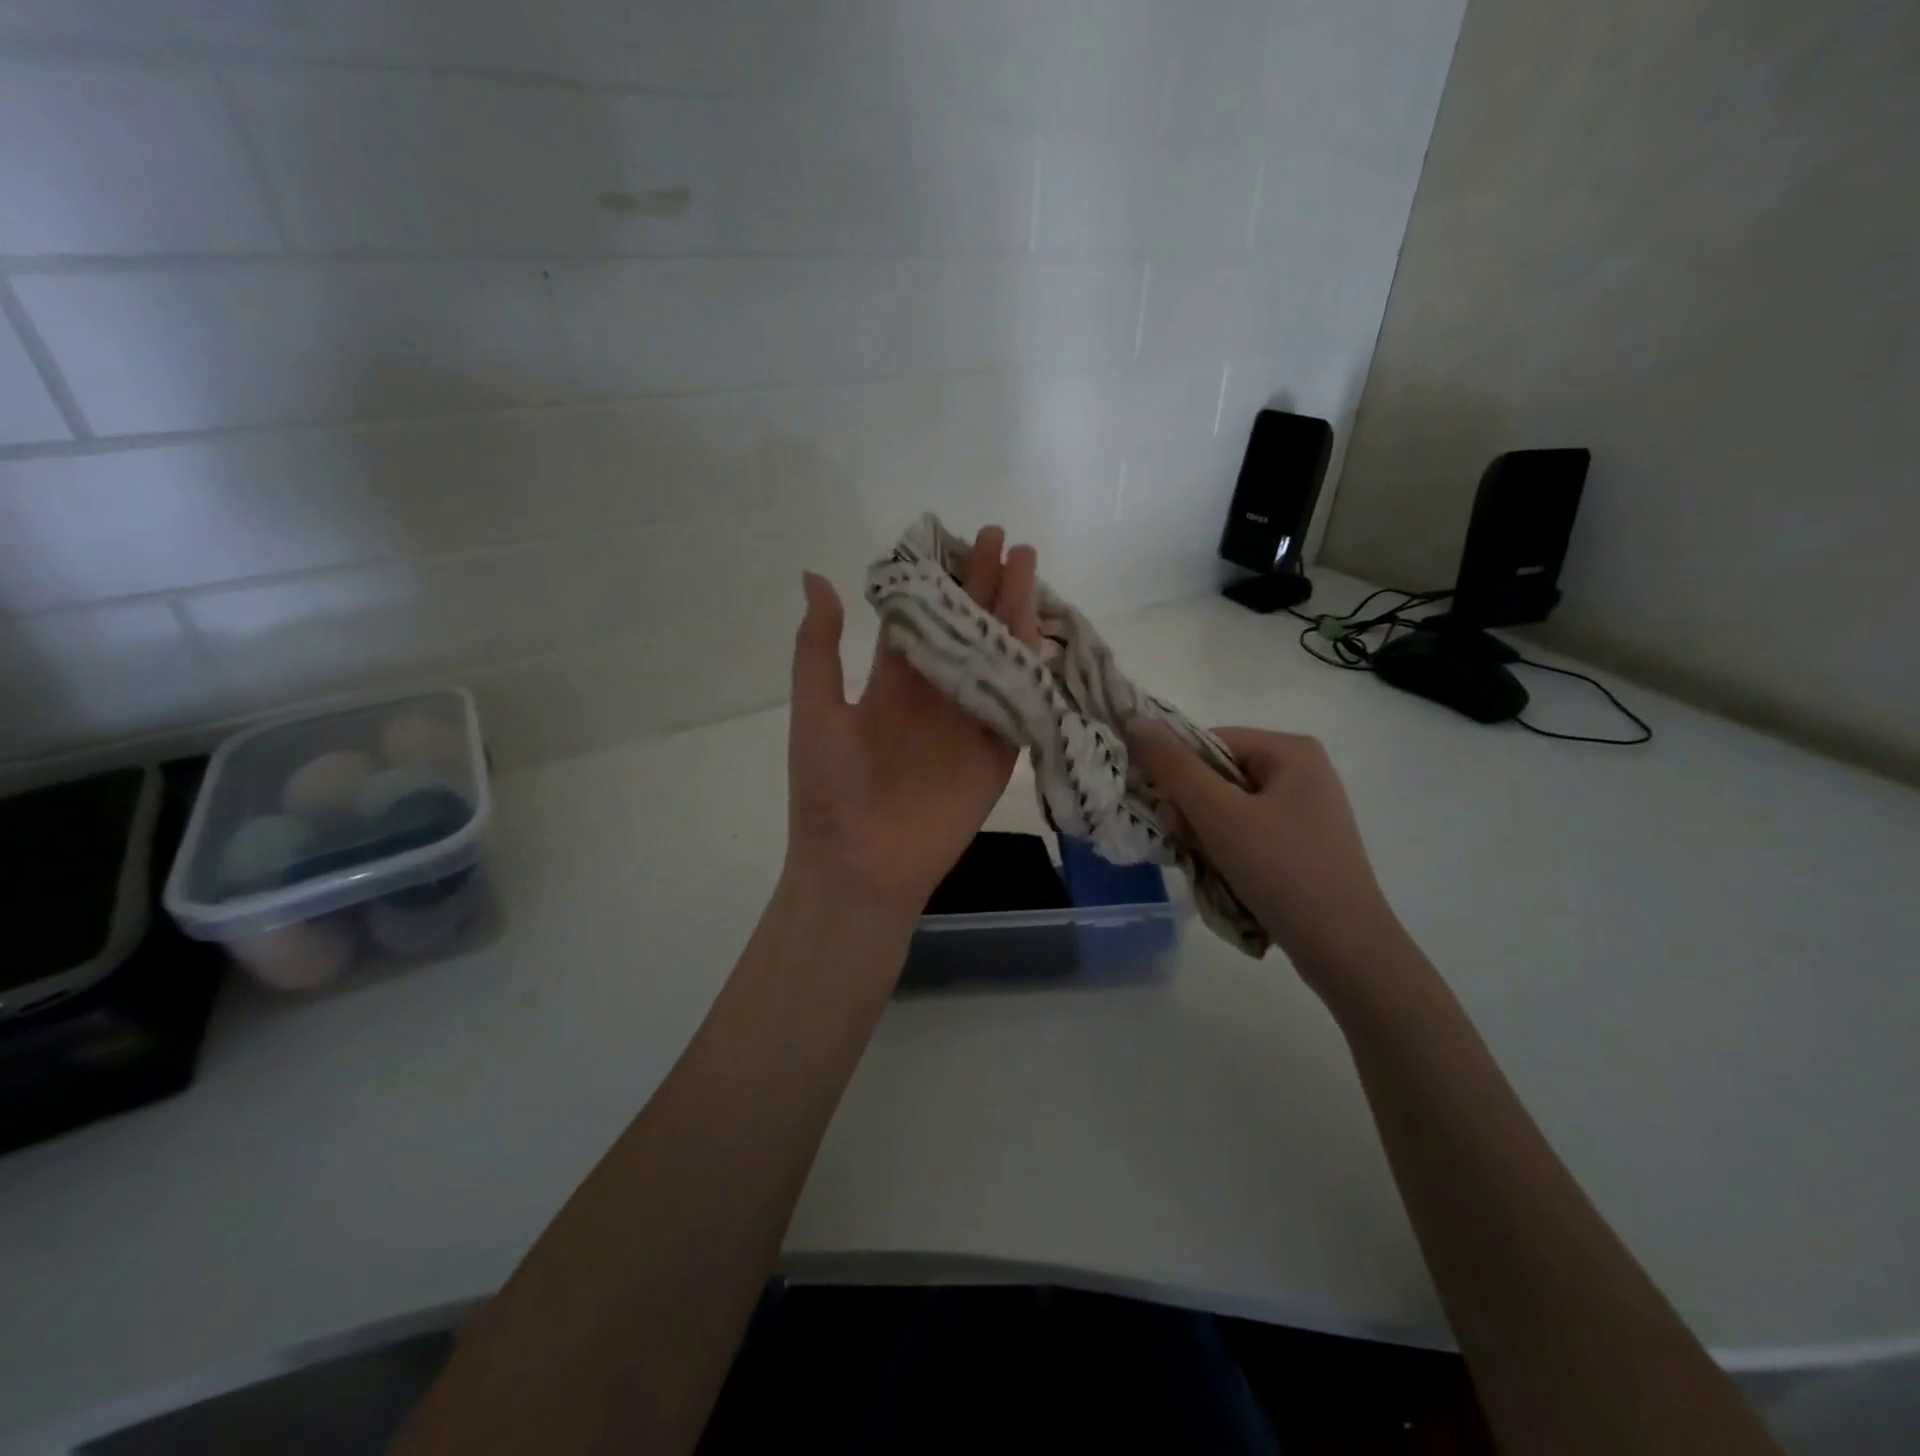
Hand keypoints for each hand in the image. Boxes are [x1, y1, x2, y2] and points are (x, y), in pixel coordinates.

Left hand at [785, 527, 1040, 920]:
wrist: (860, 866)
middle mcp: (933, 694)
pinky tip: (1041, 626)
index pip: (920, 619)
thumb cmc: (829, 790)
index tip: (954, 537)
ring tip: (1029, 565)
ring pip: (995, 655)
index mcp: (890, 683)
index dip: (936, 579)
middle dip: (982, 584)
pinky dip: (1030, 665)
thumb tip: (817, 577)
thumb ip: (820, 647)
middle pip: (964, 628)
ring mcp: (968, 721)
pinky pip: (1017, 702)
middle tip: (1001, 538)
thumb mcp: (816, 710)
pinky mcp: (997, 752)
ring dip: (1012, 612)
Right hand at [1128, 724, 1407, 987]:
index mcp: (1290, 750)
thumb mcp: (1219, 815)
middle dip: (1194, 811)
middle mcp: (1302, 772)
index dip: (1177, 774)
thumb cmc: (1283, 871)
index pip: (1208, 743)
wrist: (1346, 951)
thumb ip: (1173, 767)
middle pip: (1217, 777)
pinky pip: (1248, 834)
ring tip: (1213, 867)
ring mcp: (1306, 810)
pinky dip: (1228, 852)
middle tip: (1190, 845)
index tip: (1166, 813)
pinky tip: (1230, 878)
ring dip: (1207, 836)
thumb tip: (1134, 722)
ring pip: (1228, 809)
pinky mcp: (1304, 845)